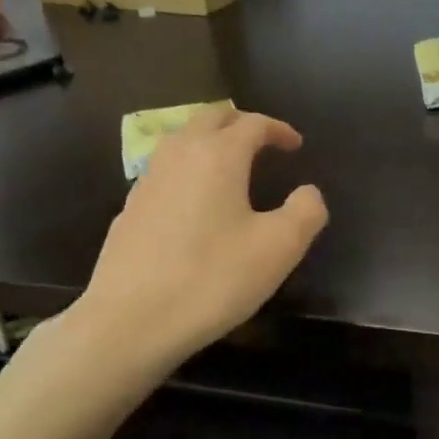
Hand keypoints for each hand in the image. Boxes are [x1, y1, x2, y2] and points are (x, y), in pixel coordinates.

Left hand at [79, 106, 327, 365]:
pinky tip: (194, 201)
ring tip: (230, 165)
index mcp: (218, 155)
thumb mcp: (278, 249)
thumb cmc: (212, 279)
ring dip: (210, 141)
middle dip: (240, 123)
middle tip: (262, 142)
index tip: (295, 145)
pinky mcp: (129, 207)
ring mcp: (147, 179)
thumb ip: (305, 212)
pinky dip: (188, 169)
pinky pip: (165, 170)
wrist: (130, 320)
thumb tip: (308, 193)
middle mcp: (179, 155)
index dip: (278, 129)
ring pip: (182, 140)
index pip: (253, 124)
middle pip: (211, 118)